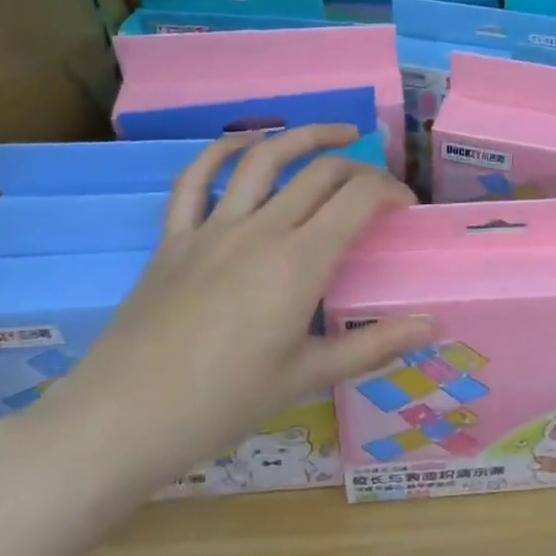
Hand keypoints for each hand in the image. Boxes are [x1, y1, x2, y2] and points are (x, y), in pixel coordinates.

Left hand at [14, 125, 429, 505]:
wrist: (121, 421)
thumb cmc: (224, 404)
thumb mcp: (308, 377)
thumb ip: (375, 345)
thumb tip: (434, 326)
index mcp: (300, 261)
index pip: (358, 198)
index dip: (391, 190)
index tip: (406, 207)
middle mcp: (261, 230)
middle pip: (321, 173)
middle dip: (360, 168)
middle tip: (379, 188)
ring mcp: (212, 229)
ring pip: (264, 159)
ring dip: (305, 137)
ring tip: (337, 134)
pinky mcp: (173, 239)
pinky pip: (196, 180)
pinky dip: (223, 151)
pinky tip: (247, 143)